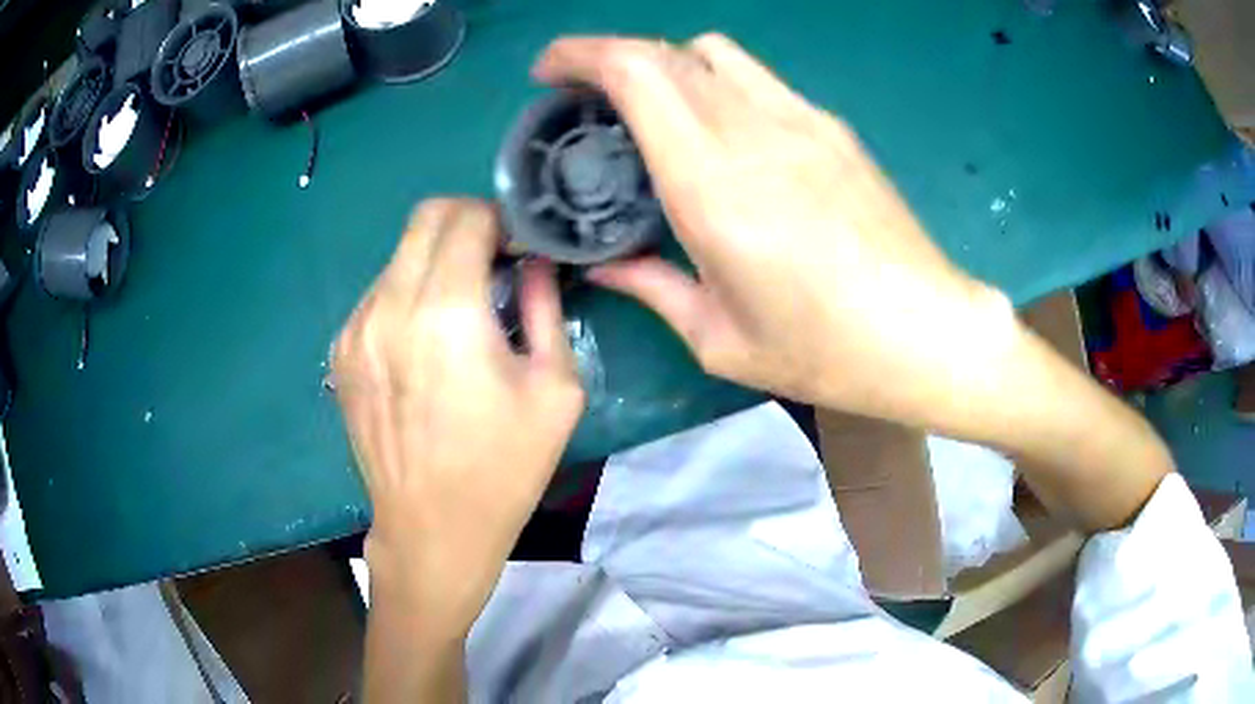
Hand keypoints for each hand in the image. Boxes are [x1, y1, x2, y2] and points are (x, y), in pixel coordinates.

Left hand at [332, 199, 584, 636]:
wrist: (432, 528)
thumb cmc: (504, 467)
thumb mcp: (555, 389)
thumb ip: (546, 307)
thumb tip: (537, 262)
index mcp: (446, 312)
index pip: (466, 217)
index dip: (500, 220)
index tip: (519, 247)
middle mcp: (389, 306)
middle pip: (425, 217)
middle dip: (467, 222)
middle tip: (495, 260)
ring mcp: (356, 328)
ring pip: (399, 255)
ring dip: (436, 262)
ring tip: (460, 310)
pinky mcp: (340, 351)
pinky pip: (379, 294)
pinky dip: (408, 294)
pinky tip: (425, 342)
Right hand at [534, 35, 1016, 428]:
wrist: (926, 332)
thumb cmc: (825, 351)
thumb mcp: (721, 339)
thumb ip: (652, 287)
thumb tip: (606, 266)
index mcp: (711, 185)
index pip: (637, 75)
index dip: (582, 56)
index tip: (549, 73)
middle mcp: (752, 131)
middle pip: (665, 51)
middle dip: (607, 55)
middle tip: (582, 92)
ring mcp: (800, 119)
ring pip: (712, 51)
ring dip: (665, 62)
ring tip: (648, 103)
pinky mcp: (831, 126)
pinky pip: (756, 76)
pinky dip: (714, 79)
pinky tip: (716, 124)